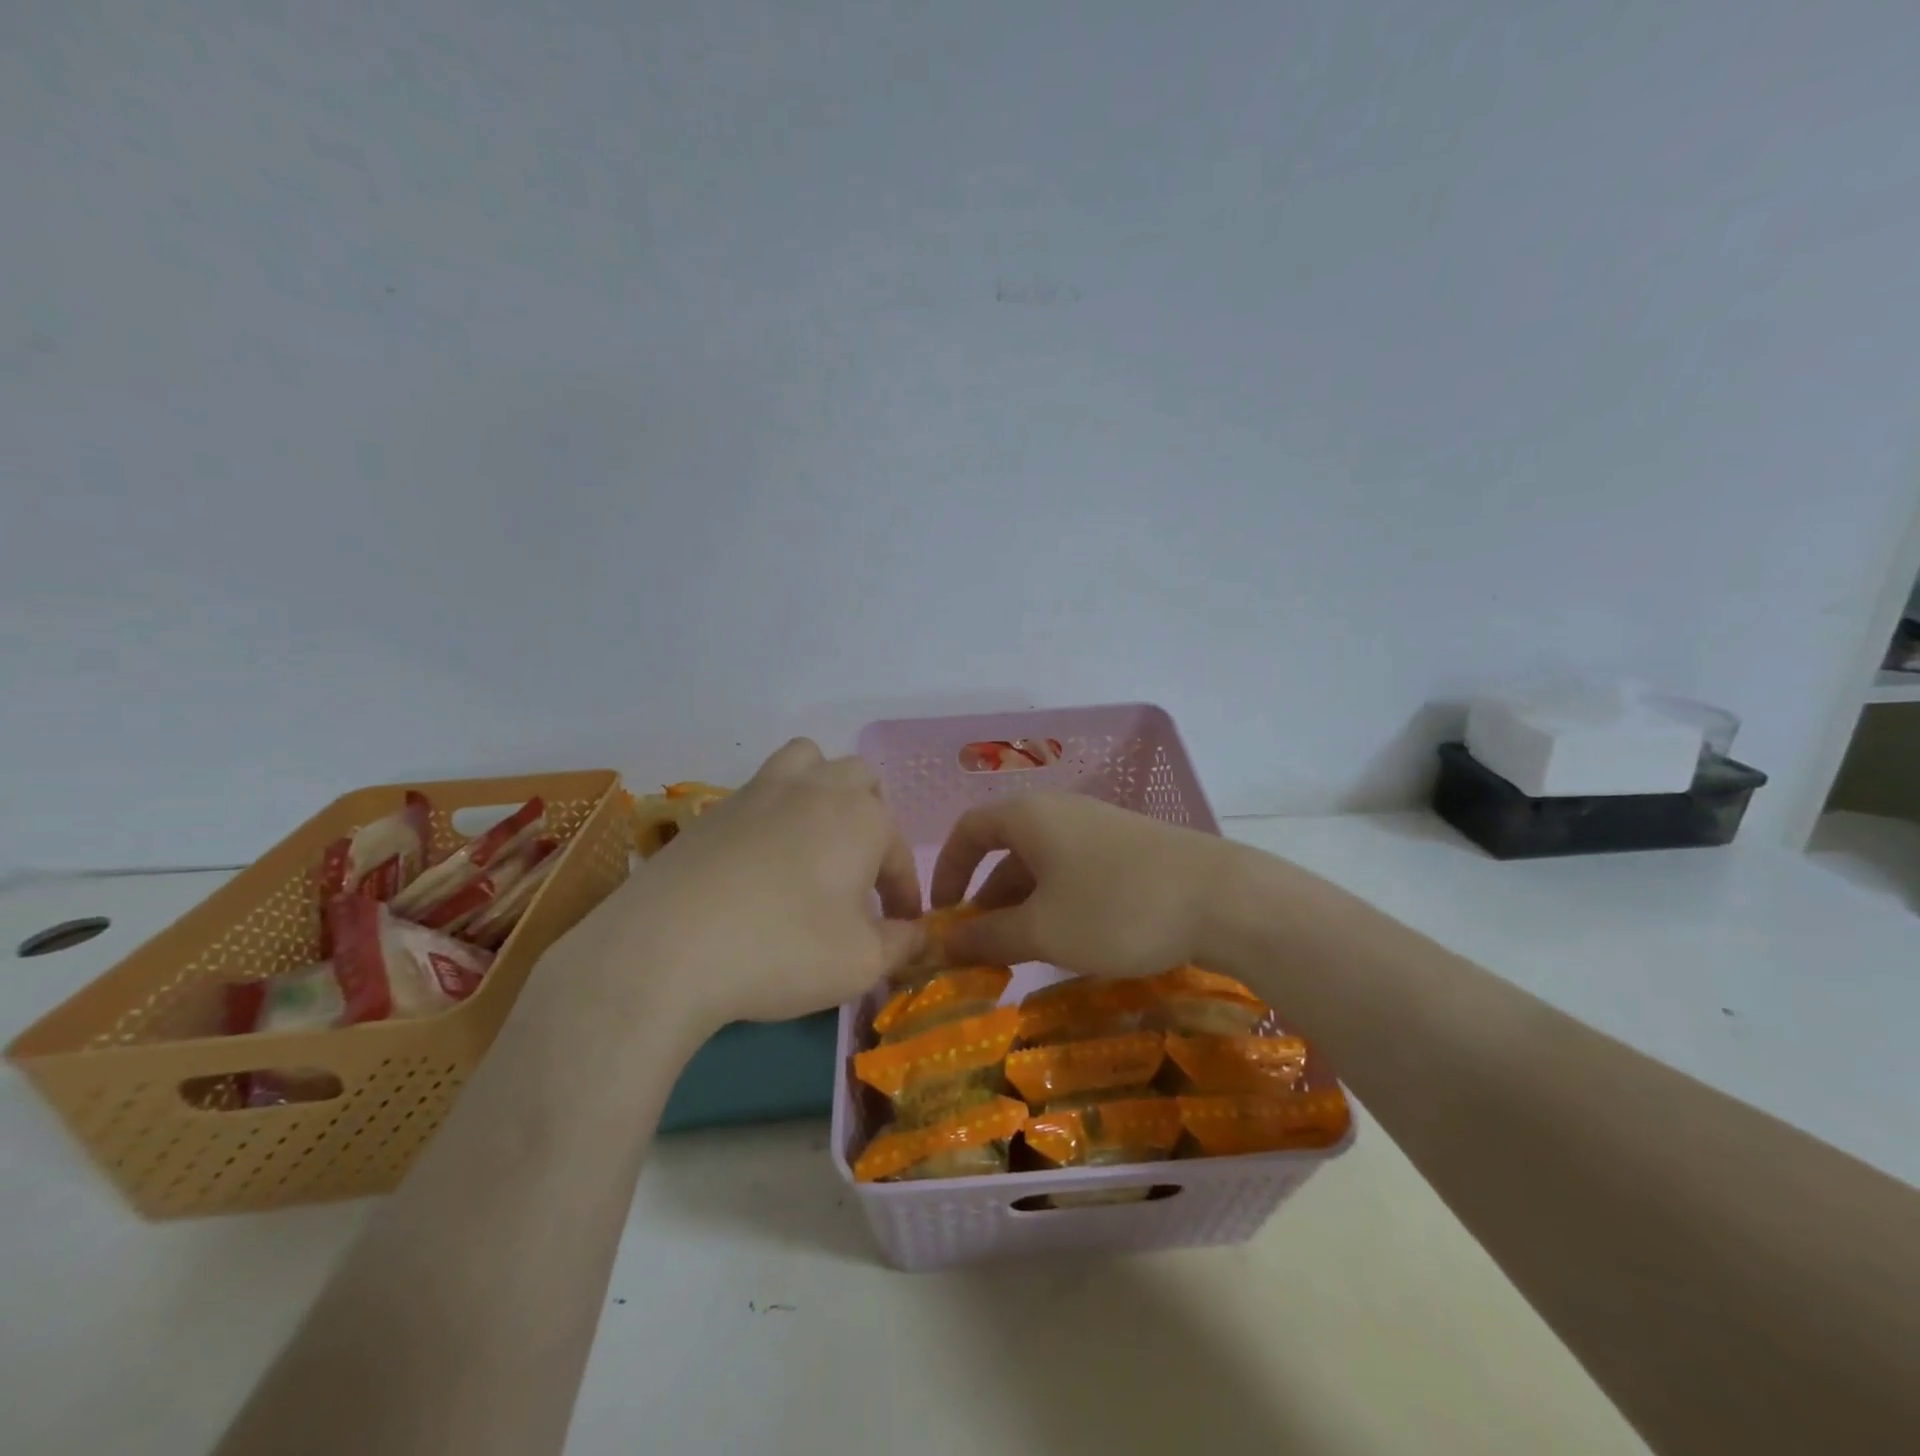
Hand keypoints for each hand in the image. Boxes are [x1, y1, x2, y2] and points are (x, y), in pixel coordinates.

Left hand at [599, 740, 923, 1029]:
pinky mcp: (716, 807)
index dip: (903, 892)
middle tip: (859, 872)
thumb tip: (917, 933)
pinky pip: (762, 788)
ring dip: (823, 789)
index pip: (898, 853)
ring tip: (816, 837)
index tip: (900, 927)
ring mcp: (762, 790)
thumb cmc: (783, 950)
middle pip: (861, 781)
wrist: (668, 948)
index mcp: (862, 817)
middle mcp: (817, 789)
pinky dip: (776, 809)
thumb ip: (901, 943)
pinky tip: (761, 858)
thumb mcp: (861, 962)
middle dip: (871, 821)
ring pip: (808, 761)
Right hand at [928, 793, 1237, 976]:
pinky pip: (1075, 874)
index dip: (947, 870)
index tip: (942, 916)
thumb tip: (944, 942)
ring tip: (1020, 957)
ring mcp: (1099, 830)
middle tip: (980, 951)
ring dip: (1022, 909)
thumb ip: (988, 937)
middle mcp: (1061, 812)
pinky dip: (1057, 906)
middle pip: (1006, 851)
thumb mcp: (1042, 930)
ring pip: (1042, 867)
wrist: (1223, 899)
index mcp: (1030, 816)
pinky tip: (1070, 944)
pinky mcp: (1130, 851)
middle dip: (986, 901)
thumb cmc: (1115, 908)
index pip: (969, 830)